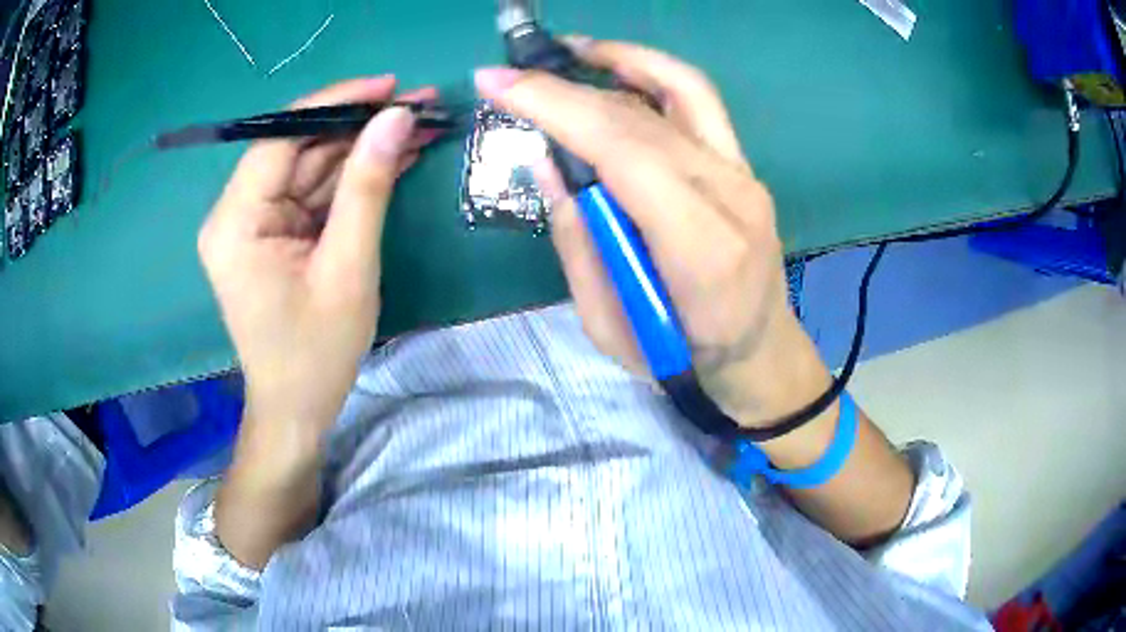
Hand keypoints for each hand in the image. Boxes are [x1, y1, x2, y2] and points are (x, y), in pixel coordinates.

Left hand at [199, 77, 432, 441]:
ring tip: (421, 125)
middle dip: (359, 125)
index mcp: (236, 223)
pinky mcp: (274, 234)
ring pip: (313, 168)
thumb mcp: (348, 269)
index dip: (335, 103)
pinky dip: (354, 178)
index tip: (390, 86)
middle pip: (300, 149)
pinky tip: (396, 156)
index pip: (281, 138)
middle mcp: (236, 214)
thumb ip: (368, 187)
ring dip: (364, 149)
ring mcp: (255, 223)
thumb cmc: (316, 353)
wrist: (297, 409)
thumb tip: (397, 118)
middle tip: (419, 104)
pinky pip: (315, 194)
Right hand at [475, 41, 832, 428]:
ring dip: (619, 59)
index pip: (625, 152)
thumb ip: (577, 241)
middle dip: (565, 88)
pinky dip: (653, 72)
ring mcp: (744, 174)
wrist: (758, 353)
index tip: (496, 84)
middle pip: (641, 118)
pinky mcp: (742, 165)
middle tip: (510, 74)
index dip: (558, 108)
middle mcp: (732, 196)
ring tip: (567, 51)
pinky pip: (698, 101)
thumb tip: (546, 162)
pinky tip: (616, 66)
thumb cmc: (681, 357)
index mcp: (700, 250)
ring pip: (680, 91)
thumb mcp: (608, 326)